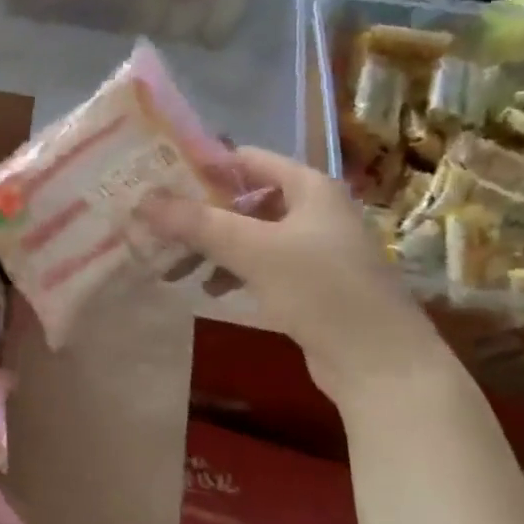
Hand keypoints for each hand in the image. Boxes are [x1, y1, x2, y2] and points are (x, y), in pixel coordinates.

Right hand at [139, 146, 446, 403]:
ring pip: (248, 235)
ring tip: (173, 266)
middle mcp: (313, 210)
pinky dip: (231, 271)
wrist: (381, 364)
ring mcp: (312, 248)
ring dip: (211, 246)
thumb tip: (142, 200)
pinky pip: (259, 265)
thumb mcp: (254, 250)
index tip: (158, 178)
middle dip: (199, 214)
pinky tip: (208, 289)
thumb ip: (197, 223)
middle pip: (243, 198)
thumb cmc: (322, 290)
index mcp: (309, 187)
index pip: (246, 159)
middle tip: (156, 226)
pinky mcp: (309, 284)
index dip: (203, 165)